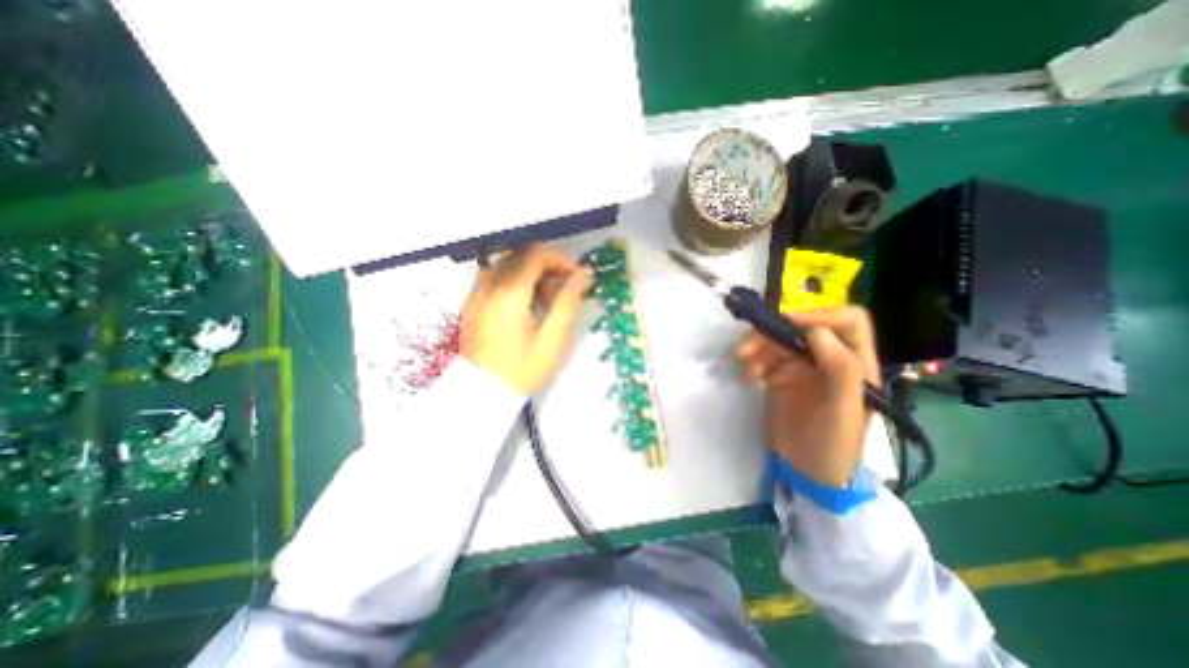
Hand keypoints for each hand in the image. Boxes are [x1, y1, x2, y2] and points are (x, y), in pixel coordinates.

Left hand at [461, 242, 593, 392]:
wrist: (481, 396)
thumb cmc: (522, 370)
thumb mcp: (553, 339)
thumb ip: (568, 301)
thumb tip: (584, 273)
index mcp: (510, 293)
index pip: (537, 254)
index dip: (561, 260)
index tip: (576, 278)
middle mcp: (489, 285)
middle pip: (522, 255)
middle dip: (547, 267)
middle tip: (561, 293)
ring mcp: (477, 294)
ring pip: (508, 265)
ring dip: (532, 275)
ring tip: (545, 303)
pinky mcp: (472, 304)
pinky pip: (496, 279)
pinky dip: (516, 283)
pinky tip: (524, 308)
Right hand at [740, 305, 875, 487]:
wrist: (808, 472)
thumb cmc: (834, 444)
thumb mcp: (844, 409)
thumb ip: (840, 368)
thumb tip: (816, 331)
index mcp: (855, 361)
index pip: (847, 321)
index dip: (820, 314)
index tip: (789, 325)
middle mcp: (829, 358)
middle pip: (802, 327)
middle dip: (774, 332)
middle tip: (747, 346)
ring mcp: (802, 366)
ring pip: (779, 340)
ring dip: (758, 346)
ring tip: (743, 364)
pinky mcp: (780, 376)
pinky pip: (764, 356)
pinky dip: (752, 360)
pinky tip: (746, 375)